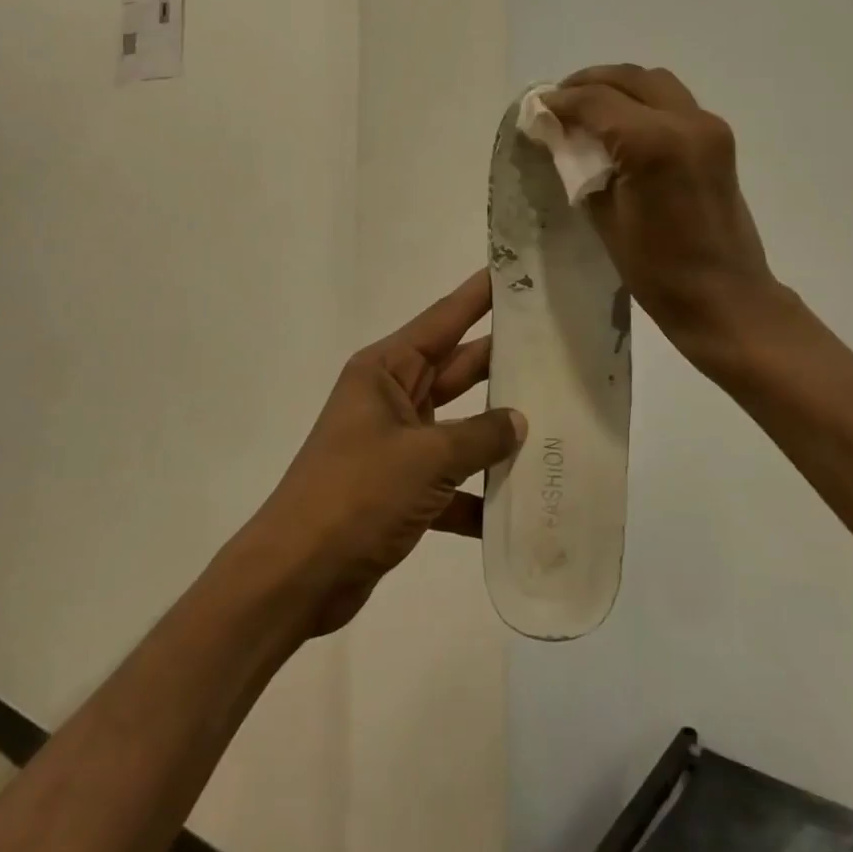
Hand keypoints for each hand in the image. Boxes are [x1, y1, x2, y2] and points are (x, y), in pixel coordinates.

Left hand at [242, 272, 524, 636]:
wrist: (295, 579)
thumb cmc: (356, 495)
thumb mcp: (425, 458)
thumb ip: (479, 436)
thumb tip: (518, 422)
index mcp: (386, 370)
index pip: (445, 318)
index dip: (481, 294)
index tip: (518, 272)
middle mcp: (391, 398)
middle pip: (457, 368)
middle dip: (502, 360)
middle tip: (557, 345)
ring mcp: (396, 445)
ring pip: (459, 425)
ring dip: (497, 432)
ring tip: (557, 419)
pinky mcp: (399, 490)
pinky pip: (450, 481)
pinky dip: (477, 492)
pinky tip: (520, 505)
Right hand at [544, 65, 801, 384]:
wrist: (726, 298)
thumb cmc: (658, 271)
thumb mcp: (605, 217)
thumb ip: (582, 166)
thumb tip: (562, 138)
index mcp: (653, 143)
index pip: (596, 101)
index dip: (561, 101)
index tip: (536, 107)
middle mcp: (685, 121)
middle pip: (628, 78)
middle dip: (588, 83)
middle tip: (558, 101)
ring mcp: (707, 127)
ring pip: (655, 82)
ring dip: (618, 86)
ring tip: (588, 107)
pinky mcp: (718, 139)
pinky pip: (673, 101)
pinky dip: (643, 101)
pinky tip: (621, 123)